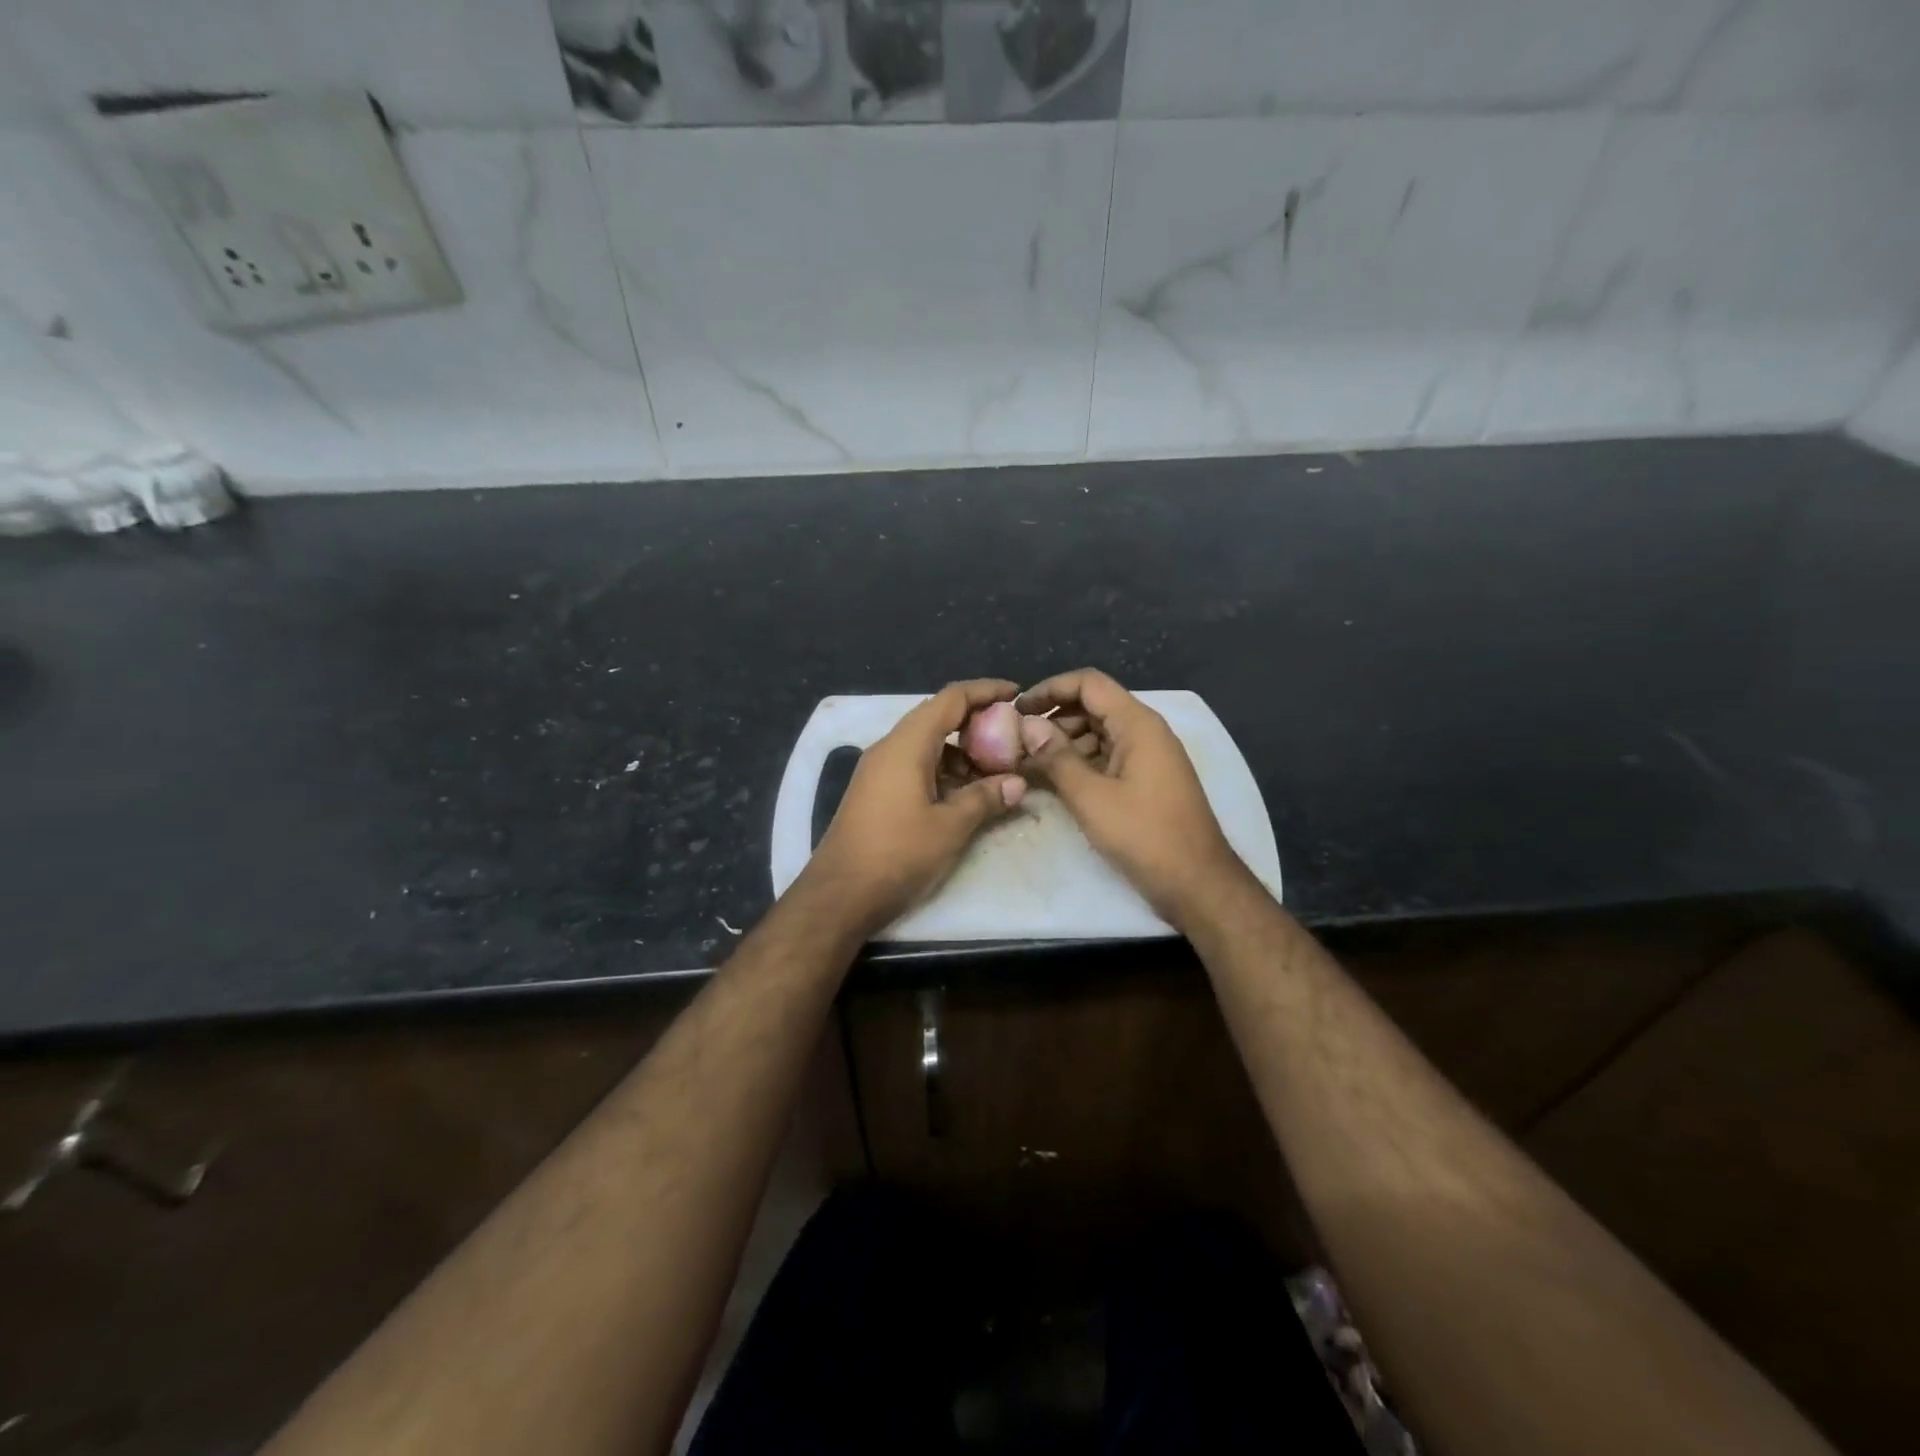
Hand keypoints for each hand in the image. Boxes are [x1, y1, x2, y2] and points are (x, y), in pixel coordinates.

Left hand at [803, 680, 1028, 934]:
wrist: (840, 894)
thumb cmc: (898, 854)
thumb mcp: (950, 827)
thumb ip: (985, 798)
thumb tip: (1017, 783)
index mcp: (907, 744)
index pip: (950, 699)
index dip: (985, 691)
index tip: (1016, 693)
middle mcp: (890, 747)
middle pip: (937, 717)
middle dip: (976, 722)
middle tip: (1011, 737)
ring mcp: (879, 769)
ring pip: (927, 743)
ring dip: (961, 750)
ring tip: (995, 768)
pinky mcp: (876, 791)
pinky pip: (915, 764)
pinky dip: (943, 769)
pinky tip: (965, 792)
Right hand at [1017, 669, 1249, 927]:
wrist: (1197, 884)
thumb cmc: (1144, 836)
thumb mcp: (1092, 797)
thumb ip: (1057, 758)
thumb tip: (1028, 726)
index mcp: (1137, 724)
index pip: (1088, 684)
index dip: (1050, 689)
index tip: (1017, 709)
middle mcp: (1145, 732)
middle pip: (1092, 706)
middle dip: (1053, 718)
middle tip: (1017, 741)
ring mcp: (1147, 757)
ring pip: (1098, 733)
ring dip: (1064, 742)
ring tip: (1028, 763)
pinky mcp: (1146, 781)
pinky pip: (1107, 757)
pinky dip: (1080, 763)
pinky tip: (1054, 780)